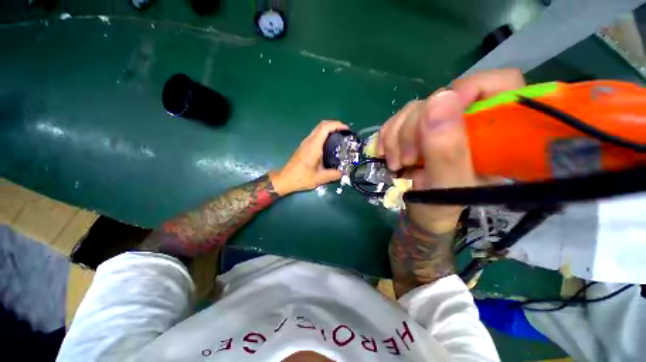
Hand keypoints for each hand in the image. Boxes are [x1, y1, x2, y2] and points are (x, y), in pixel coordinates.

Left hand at [270, 120, 348, 194]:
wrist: (285, 179)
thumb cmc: (301, 178)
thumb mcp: (320, 178)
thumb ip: (333, 175)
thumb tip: (344, 172)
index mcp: (313, 146)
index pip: (325, 128)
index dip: (336, 125)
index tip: (346, 129)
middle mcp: (309, 141)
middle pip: (322, 125)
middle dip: (335, 124)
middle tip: (345, 132)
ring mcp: (305, 143)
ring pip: (318, 129)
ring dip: (329, 128)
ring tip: (340, 136)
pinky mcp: (304, 146)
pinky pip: (316, 134)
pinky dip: (324, 134)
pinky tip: (330, 143)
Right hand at [378, 69, 524, 231]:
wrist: (421, 215)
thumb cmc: (440, 208)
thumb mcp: (447, 187)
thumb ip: (447, 150)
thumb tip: (441, 99)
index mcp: (496, 136)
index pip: (498, 84)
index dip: (467, 91)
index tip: (436, 118)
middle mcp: (469, 124)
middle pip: (442, 97)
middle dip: (415, 128)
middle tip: (408, 159)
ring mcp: (441, 125)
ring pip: (415, 108)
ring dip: (397, 136)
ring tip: (396, 164)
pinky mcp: (418, 131)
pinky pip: (398, 119)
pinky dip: (387, 136)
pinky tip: (385, 153)